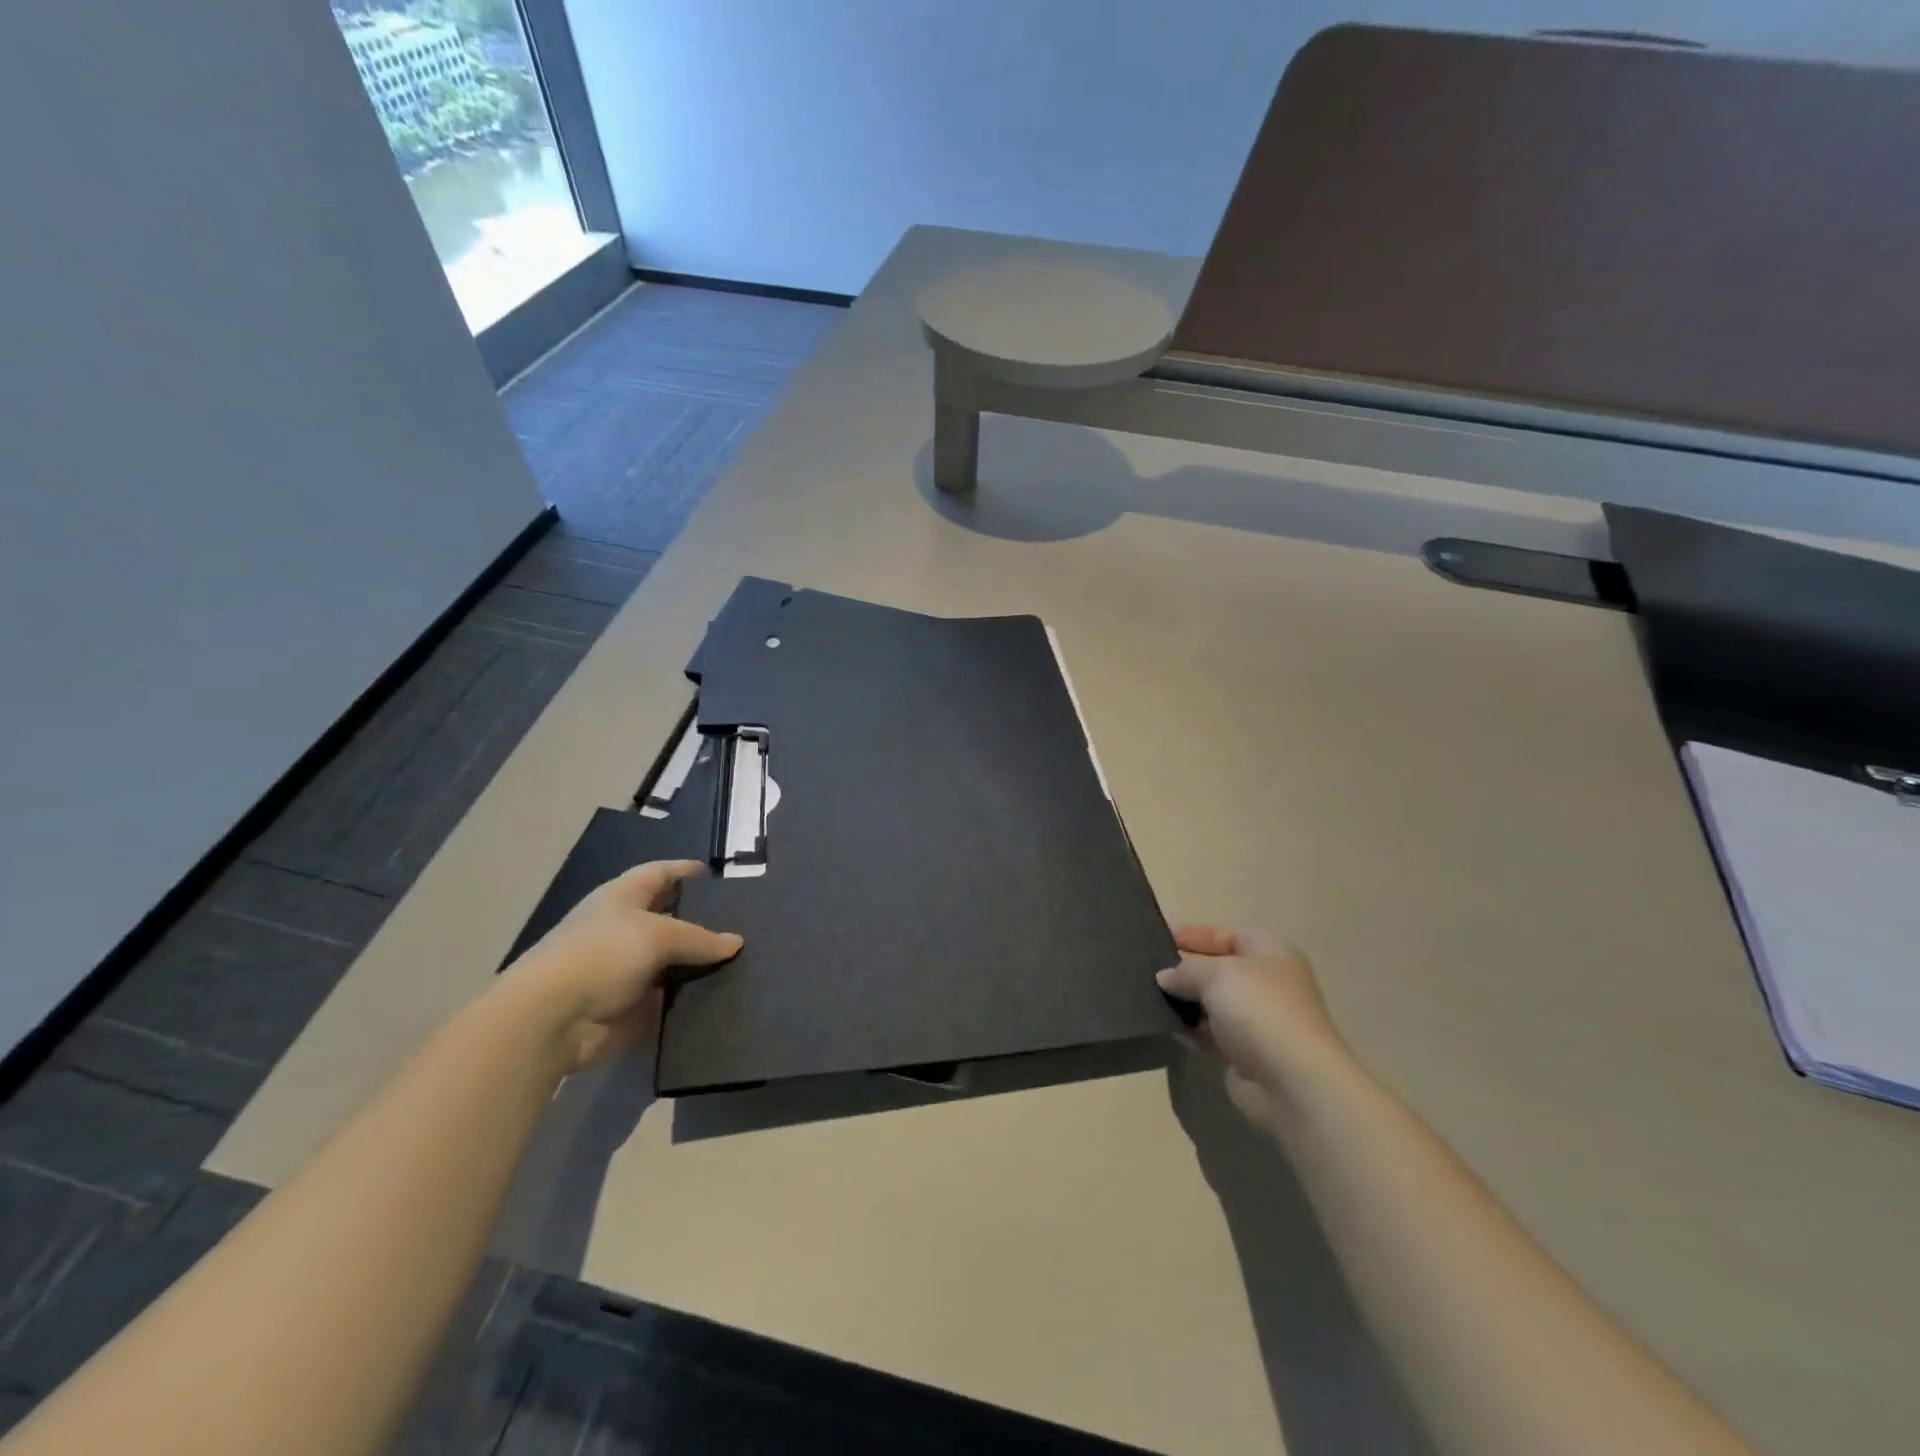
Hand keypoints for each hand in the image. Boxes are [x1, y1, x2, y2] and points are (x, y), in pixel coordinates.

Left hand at [508, 860, 741, 1072]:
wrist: (552, 1020)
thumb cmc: (602, 955)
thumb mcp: (658, 935)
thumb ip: (700, 937)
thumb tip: (735, 942)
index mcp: (621, 898)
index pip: (659, 874)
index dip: (685, 871)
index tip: (718, 876)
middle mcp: (622, 930)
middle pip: (669, 919)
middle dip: (701, 922)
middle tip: (743, 926)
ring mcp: (625, 971)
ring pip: (672, 962)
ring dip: (698, 965)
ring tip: (743, 963)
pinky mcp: (629, 1008)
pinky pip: (668, 1000)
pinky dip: (690, 1000)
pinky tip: (724, 997)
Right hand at [1157, 925, 1349, 1132]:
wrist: (1293, 1083)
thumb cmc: (1259, 1010)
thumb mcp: (1217, 974)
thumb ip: (1186, 970)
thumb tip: (1165, 977)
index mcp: (1271, 954)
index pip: (1227, 935)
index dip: (1194, 934)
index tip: (1158, 937)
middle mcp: (1267, 984)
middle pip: (1218, 969)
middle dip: (1185, 968)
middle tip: (1147, 967)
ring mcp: (1257, 1022)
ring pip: (1212, 1003)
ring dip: (1185, 1001)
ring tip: (1147, 995)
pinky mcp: (1245, 1055)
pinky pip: (1210, 1035)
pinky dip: (1190, 1030)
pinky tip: (1166, 1026)